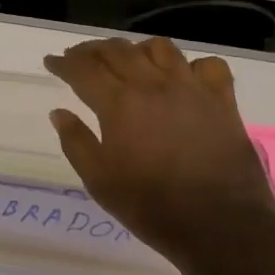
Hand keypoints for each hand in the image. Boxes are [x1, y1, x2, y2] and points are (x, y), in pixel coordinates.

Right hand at [43, 37, 274, 264]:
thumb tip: (58, 112)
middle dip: (92, 50)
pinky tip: (182, 77)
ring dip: (136, 49)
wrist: (220, 227)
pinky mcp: (222, 101)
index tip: (51, 61)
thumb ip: (75, 142)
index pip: (83, 69)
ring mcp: (191, 89)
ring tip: (128, 61)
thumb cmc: (150, 206)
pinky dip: (192, 65)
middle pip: (117, 50)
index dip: (63, 62)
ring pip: (159, 48)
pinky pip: (208, 65)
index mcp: (118, 103)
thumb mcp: (99, 181)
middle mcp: (153, 85)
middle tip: (80, 57)